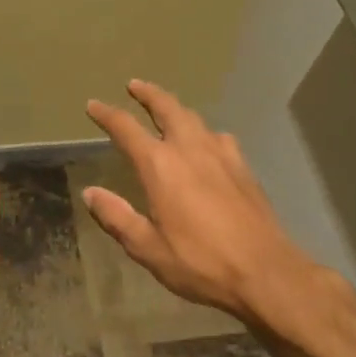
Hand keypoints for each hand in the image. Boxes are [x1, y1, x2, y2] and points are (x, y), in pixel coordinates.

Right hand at [81, 79, 318, 329]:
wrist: (265, 271)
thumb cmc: (200, 262)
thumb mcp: (147, 248)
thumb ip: (117, 217)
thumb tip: (90, 193)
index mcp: (160, 166)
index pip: (126, 128)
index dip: (107, 114)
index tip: (93, 105)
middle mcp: (189, 149)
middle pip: (167, 108)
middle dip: (148, 94)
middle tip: (135, 85)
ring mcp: (221, 154)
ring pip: (194, 118)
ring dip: (176, 108)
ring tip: (167, 108)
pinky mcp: (243, 167)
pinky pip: (218, 137)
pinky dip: (204, 131)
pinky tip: (207, 143)